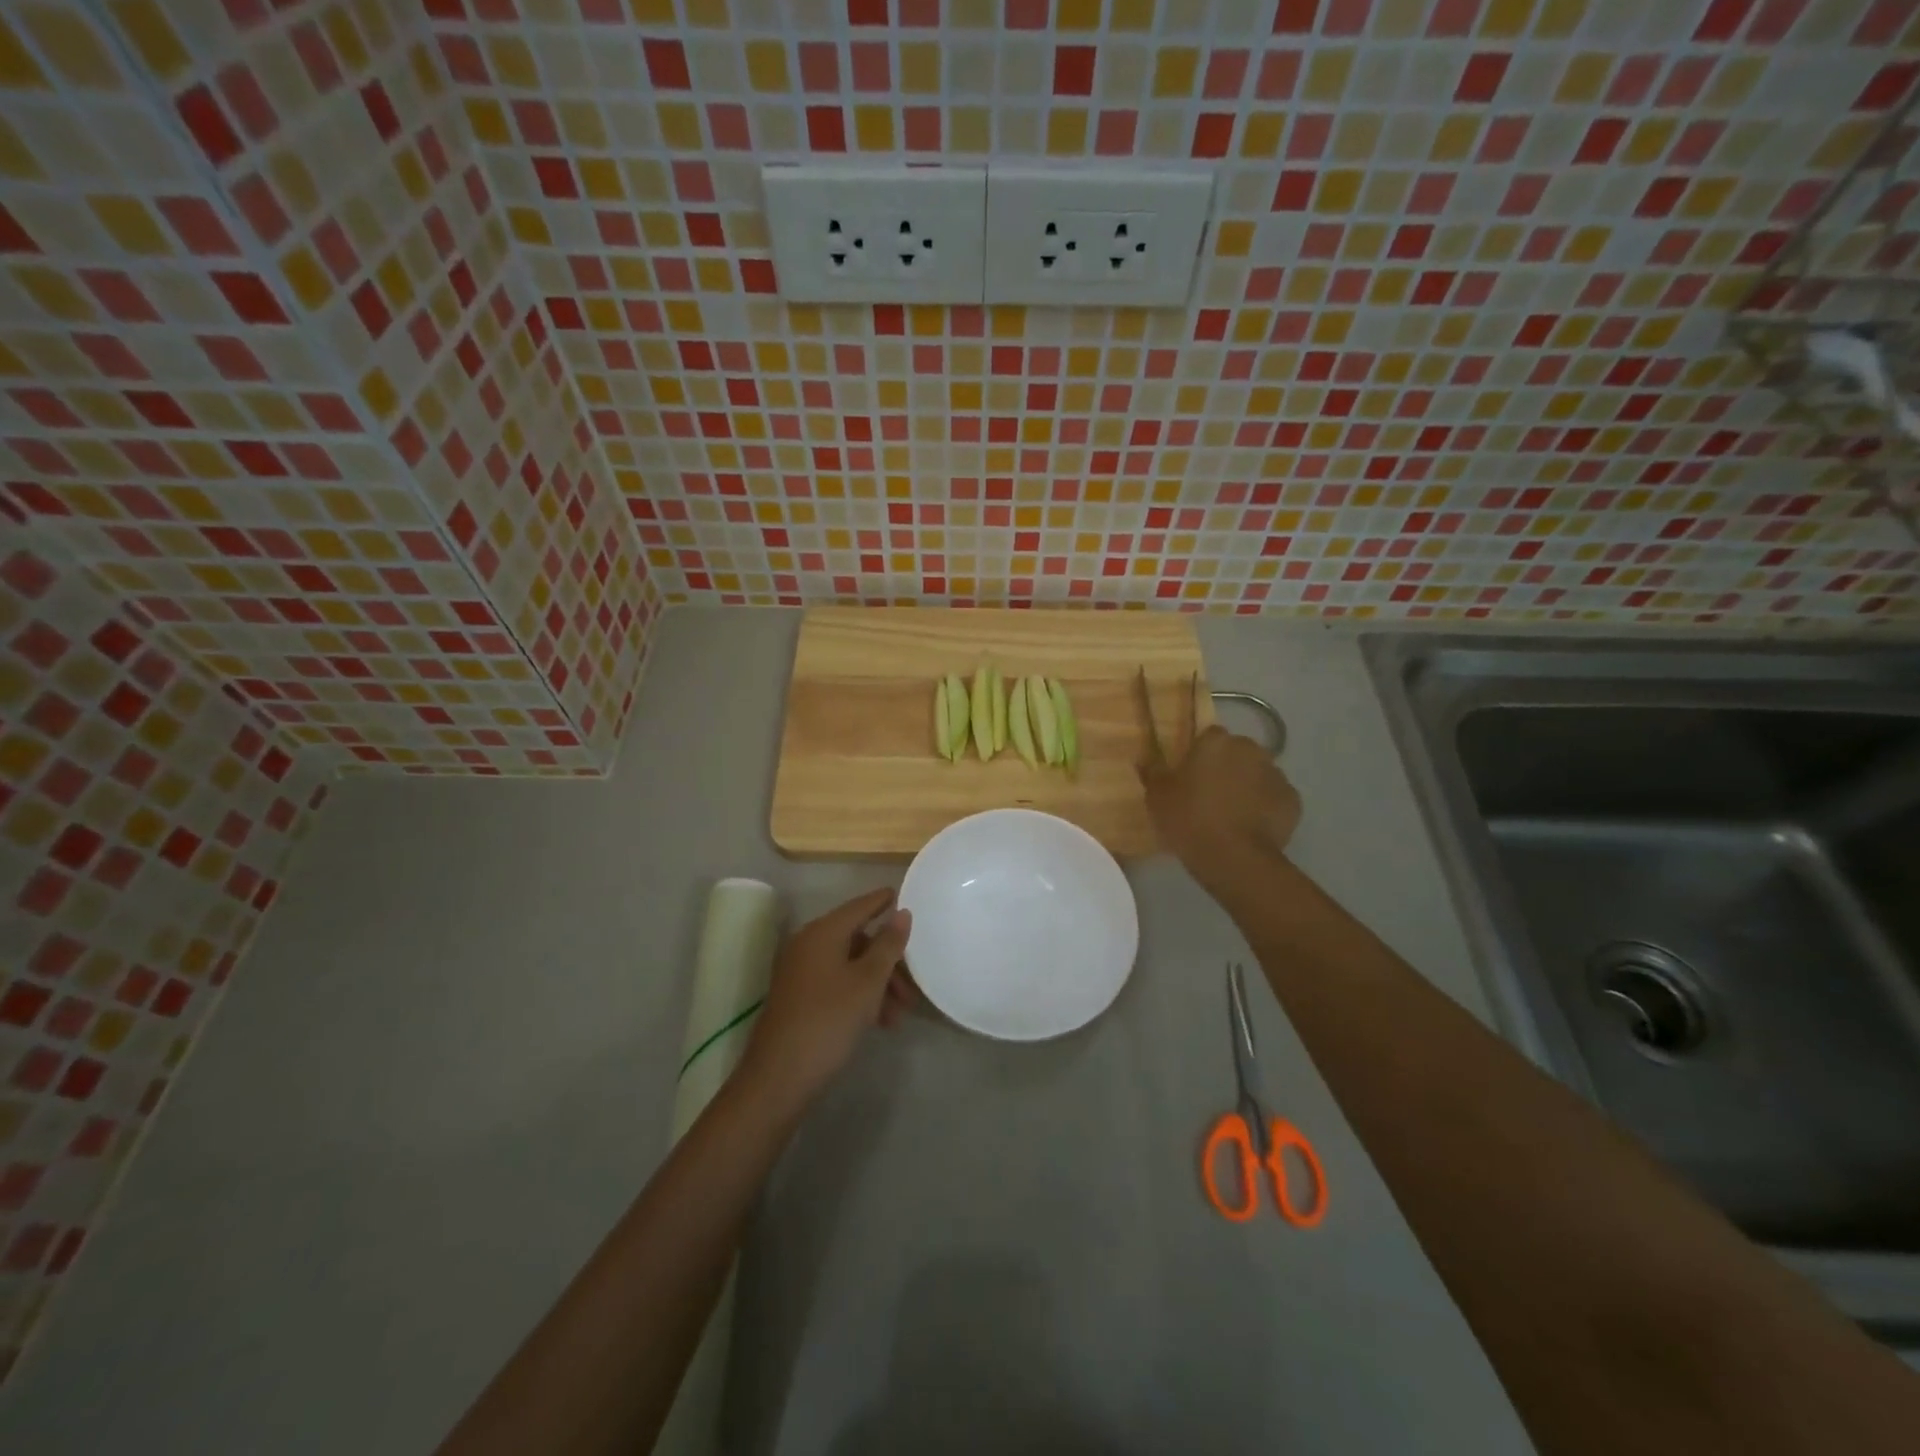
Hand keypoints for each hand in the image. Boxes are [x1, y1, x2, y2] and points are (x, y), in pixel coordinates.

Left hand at [740, 888, 912, 1108]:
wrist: (779, 1077)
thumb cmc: (829, 1020)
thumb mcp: (867, 982)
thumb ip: (888, 945)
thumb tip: (901, 912)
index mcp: (822, 933)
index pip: (859, 907)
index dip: (881, 901)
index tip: (900, 895)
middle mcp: (808, 945)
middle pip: (857, 940)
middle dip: (888, 961)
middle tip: (911, 987)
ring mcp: (800, 972)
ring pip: (849, 965)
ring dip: (877, 984)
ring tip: (898, 1016)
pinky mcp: (798, 997)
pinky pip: (836, 983)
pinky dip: (860, 995)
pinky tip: (878, 1022)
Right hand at [1141, 725, 1301, 871]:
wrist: (1235, 858)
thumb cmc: (1189, 820)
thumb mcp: (1157, 796)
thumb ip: (1152, 771)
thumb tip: (1144, 756)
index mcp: (1216, 741)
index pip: (1208, 737)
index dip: (1199, 755)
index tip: (1190, 776)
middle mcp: (1250, 749)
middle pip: (1236, 753)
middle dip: (1226, 768)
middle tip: (1209, 796)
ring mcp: (1276, 774)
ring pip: (1257, 774)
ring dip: (1247, 786)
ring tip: (1231, 815)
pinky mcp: (1293, 800)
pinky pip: (1274, 798)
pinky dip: (1265, 807)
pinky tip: (1250, 827)